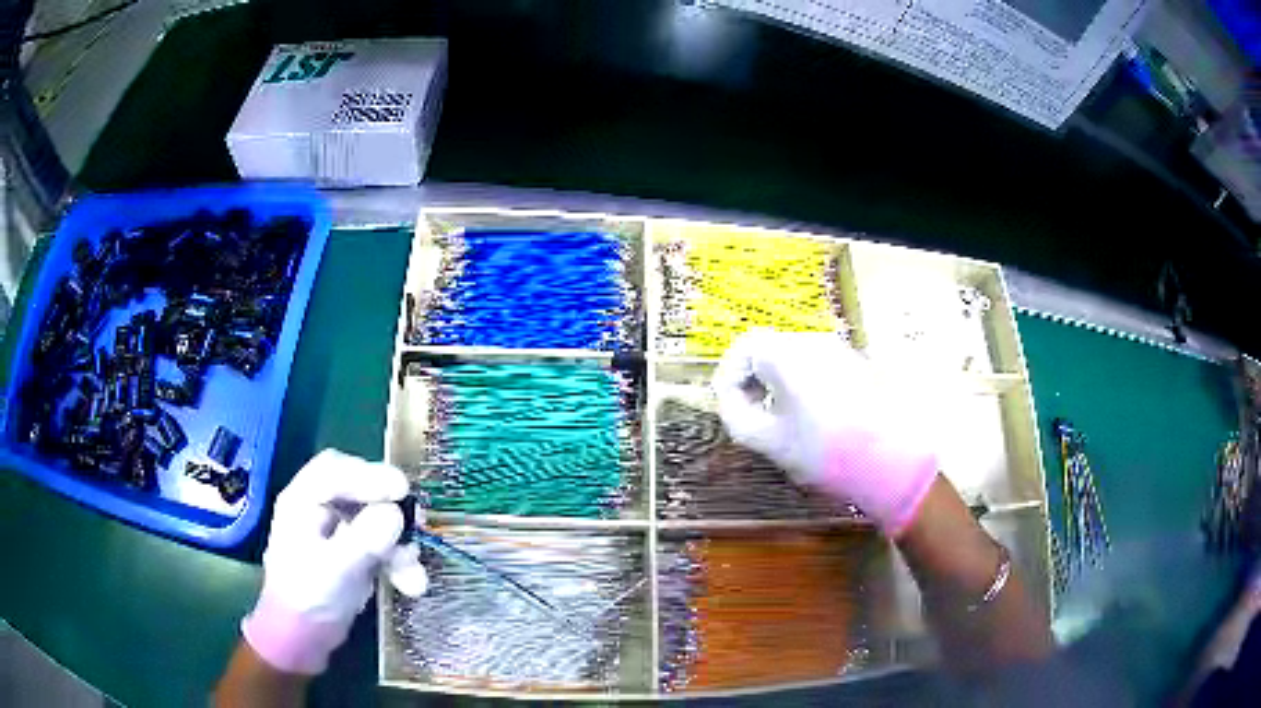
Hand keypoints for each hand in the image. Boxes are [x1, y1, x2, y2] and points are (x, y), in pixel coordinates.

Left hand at [241, 450, 428, 674]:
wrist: (304, 639)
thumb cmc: (308, 598)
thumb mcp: (335, 569)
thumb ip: (364, 540)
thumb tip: (395, 514)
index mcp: (302, 502)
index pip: (335, 471)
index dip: (369, 474)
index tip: (402, 490)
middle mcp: (319, 509)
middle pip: (361, 492)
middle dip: (391, 509)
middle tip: (418, 521)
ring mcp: (338, 532)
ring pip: (377, 521)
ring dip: (401, 546)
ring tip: (415, 575)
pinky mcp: (354, 553)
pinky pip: (382, 546)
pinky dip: (399, 562)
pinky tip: (411, 585)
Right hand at [712, 330, 938, 535]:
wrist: (889, 459)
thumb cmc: (822, 450)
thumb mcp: (769, 440)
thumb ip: (737, 416)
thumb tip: (730, 400)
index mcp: (786, 353)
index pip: (743, 348)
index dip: (728, 377)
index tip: (728, 405)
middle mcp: (812, 341)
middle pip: (768, 349)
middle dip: (751, 379)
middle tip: (749, 413)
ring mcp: (838, 351)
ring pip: (793, 357)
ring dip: (776, 381)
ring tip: (778, 418)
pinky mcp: (856, 365)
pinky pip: (816, 364)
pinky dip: (801, 383)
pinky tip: (810, 416)